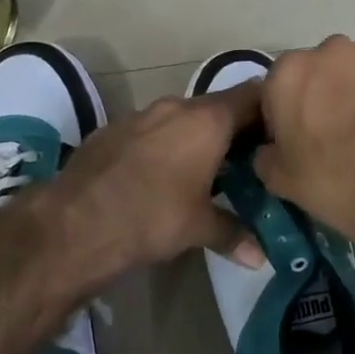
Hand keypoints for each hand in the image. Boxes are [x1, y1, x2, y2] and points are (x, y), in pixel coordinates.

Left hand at [35, 84, 268, 282]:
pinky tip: (160, 174)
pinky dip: (164, 144)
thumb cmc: (151, 217)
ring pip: (181, 117)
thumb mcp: (198, 228)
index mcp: (207, 121)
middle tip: (249, 157)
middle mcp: (176, 107)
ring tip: (207, 167)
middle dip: (234, 129)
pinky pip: (151, 129)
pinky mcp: (112, 129)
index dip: (270, 110)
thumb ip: (233, 233)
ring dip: (196, 136)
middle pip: (217, 107)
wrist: (74, 222)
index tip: (280, 131)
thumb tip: (259, 257)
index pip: (252, 96)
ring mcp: (140, 114)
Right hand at [254, 36, 354, 255]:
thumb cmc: (330, 182)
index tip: (296, 137)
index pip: (278, 84)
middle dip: (325, 92)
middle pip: (322, 69)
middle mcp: (332, 51)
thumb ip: (265, 152)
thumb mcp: (277, 178)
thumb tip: (272, 148)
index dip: (285, 111)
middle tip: (334, 131)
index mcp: (290, 71)